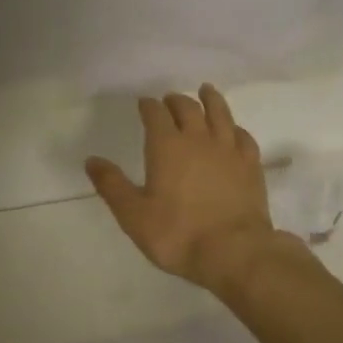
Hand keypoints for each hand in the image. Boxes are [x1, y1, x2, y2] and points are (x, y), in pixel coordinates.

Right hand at [85, 84, 283, 292]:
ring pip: (220, 114)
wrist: (234, 251)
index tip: (144, 103)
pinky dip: (234, 128)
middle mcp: (198, 139)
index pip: (156, 114)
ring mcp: (229, 150)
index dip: (148, 106)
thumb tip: (91, 160)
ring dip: (210, 100)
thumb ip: (112, 185)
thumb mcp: (133, 215)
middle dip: (176, 100)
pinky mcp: (251, 165)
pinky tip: (233, 130)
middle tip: (169, 100)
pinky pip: (243, 137)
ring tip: (206, 91)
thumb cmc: (178, 234)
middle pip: (188, 108)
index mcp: (166, 147)